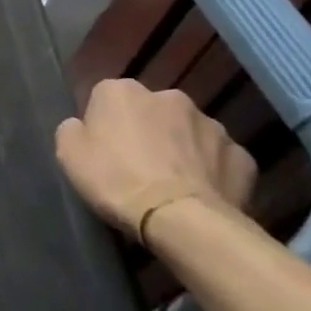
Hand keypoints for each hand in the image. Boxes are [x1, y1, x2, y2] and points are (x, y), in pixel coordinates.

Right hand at [56, 79, 256, 246]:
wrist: (181, 220)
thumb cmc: (116, 180)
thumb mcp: (68, 154)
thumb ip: (72, 130)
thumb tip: (83, 126)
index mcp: (122, 91)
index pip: (106, 98)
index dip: (103, 124)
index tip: (102, 149)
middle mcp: (169, 97)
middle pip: (151, 111)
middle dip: (147, 131)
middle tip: (137, 165)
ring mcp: (211, 125)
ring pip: (189, 132)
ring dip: (181, 148)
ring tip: (172, 183)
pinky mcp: (242, 156)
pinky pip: (219, 159)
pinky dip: (211, 171)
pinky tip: (201, 194)